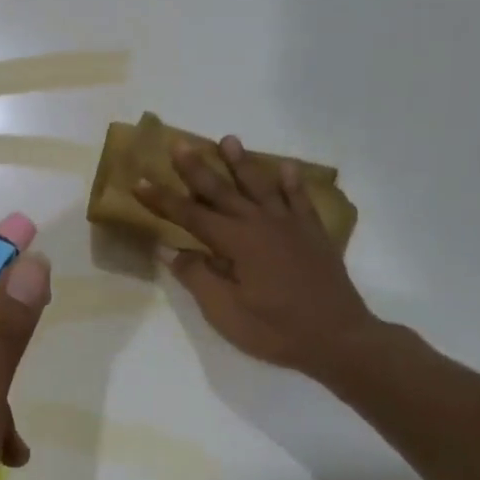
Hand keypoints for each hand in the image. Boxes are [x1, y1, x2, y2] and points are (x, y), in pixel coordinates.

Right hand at [134, 137, 379, 379]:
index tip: (139, 182)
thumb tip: (169, 249)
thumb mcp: (225, 312)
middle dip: (197, 168)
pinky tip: (286, 168)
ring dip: (242, 163)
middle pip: (222, 191)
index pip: (190, 215)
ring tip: (229, 140)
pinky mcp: (313, 235)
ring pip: (260, 186)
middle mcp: (261, 224)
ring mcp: (290, 226)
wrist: (340, 339)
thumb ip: (197, 276)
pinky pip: (300, 200)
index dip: (163, 200)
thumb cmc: (276, 330)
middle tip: (179, 144)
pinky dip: (292, 183)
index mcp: (236, 242)